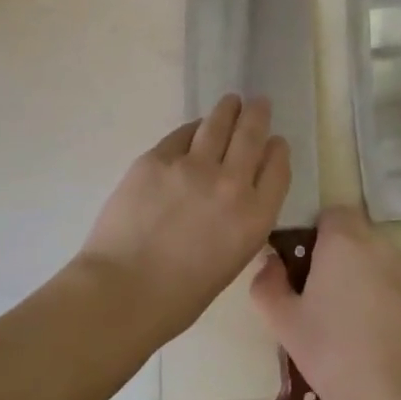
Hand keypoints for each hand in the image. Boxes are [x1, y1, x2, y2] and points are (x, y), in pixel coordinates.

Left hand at [78, 95, 290, 343]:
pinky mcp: (158, 158)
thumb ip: (240, 222)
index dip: (277, 150)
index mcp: (255, 218)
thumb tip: (234, 197)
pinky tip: (195, 128)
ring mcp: (193, 166)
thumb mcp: (230, 260)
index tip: (275, 142)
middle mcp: (231, 184)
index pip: (277, 169)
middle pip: (252, 137)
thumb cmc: (178, 297)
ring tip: (232, 101)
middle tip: (258, 103)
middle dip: (258, 116)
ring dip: (228, 110)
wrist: (122, 291)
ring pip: (218, 124)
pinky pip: (182, 135)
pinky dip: (193, 129)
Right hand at [250, 207, 400, 399]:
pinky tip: (386, 336)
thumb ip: (268, 284)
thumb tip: (269, 263)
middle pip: (359, 236)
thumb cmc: (332, 354)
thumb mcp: (285, 323)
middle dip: (344, 257)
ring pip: (383, 261)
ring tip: (359, 321)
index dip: (320, 234)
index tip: (310, 266)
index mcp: (343, 241)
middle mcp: (381, 244)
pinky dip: (395, 299)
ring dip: (370, 277)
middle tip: (329, 297)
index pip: (333, 214)